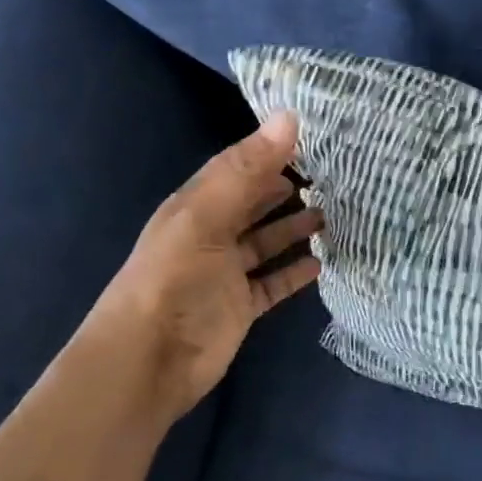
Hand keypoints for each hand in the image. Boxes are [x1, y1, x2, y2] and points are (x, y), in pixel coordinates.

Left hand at [71, 111, 322, 422]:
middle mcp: (212, 234)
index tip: (315, 136)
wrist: (147, 364)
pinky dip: (295, 271)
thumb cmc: (173, 281)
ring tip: (334, 213)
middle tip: (334, 174)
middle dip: (287, 187)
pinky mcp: (241, 306)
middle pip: (255, 203)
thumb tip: (289, 116)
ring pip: (268, 241)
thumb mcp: (205, 218)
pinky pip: (274, 282)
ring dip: (295, 227)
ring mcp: (226, 273)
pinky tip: (323, 262)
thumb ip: (247, 170)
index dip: (270, 151)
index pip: (238, 167)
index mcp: (196, 206)